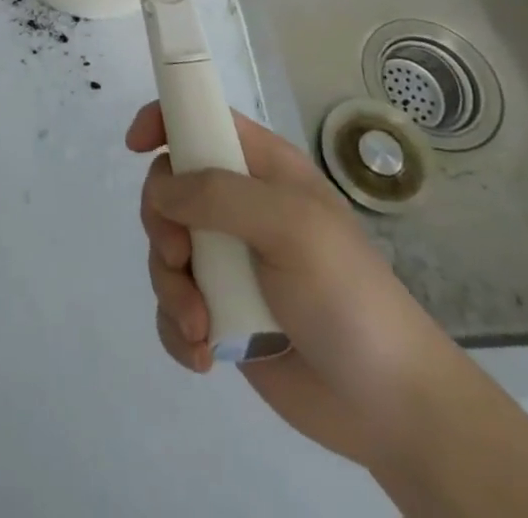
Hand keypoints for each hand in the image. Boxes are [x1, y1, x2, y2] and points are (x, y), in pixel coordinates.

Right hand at [126, 102, 463, 470]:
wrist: (391, 408)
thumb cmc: (348, 296)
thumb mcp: (291, 227)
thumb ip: (219, 195)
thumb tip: (159, 190)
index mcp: (260, 170)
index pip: (200, 120)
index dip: (164, 120)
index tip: (136, 146)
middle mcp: (237, 208)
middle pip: (167, 189)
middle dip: (162, 225)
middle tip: (181, 258)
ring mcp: (227, 261)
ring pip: (163, 249)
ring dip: (171, 288)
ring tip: (201, 327)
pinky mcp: (220, 313)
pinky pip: (172, 306)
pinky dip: (177, 328)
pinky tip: (204, 353)